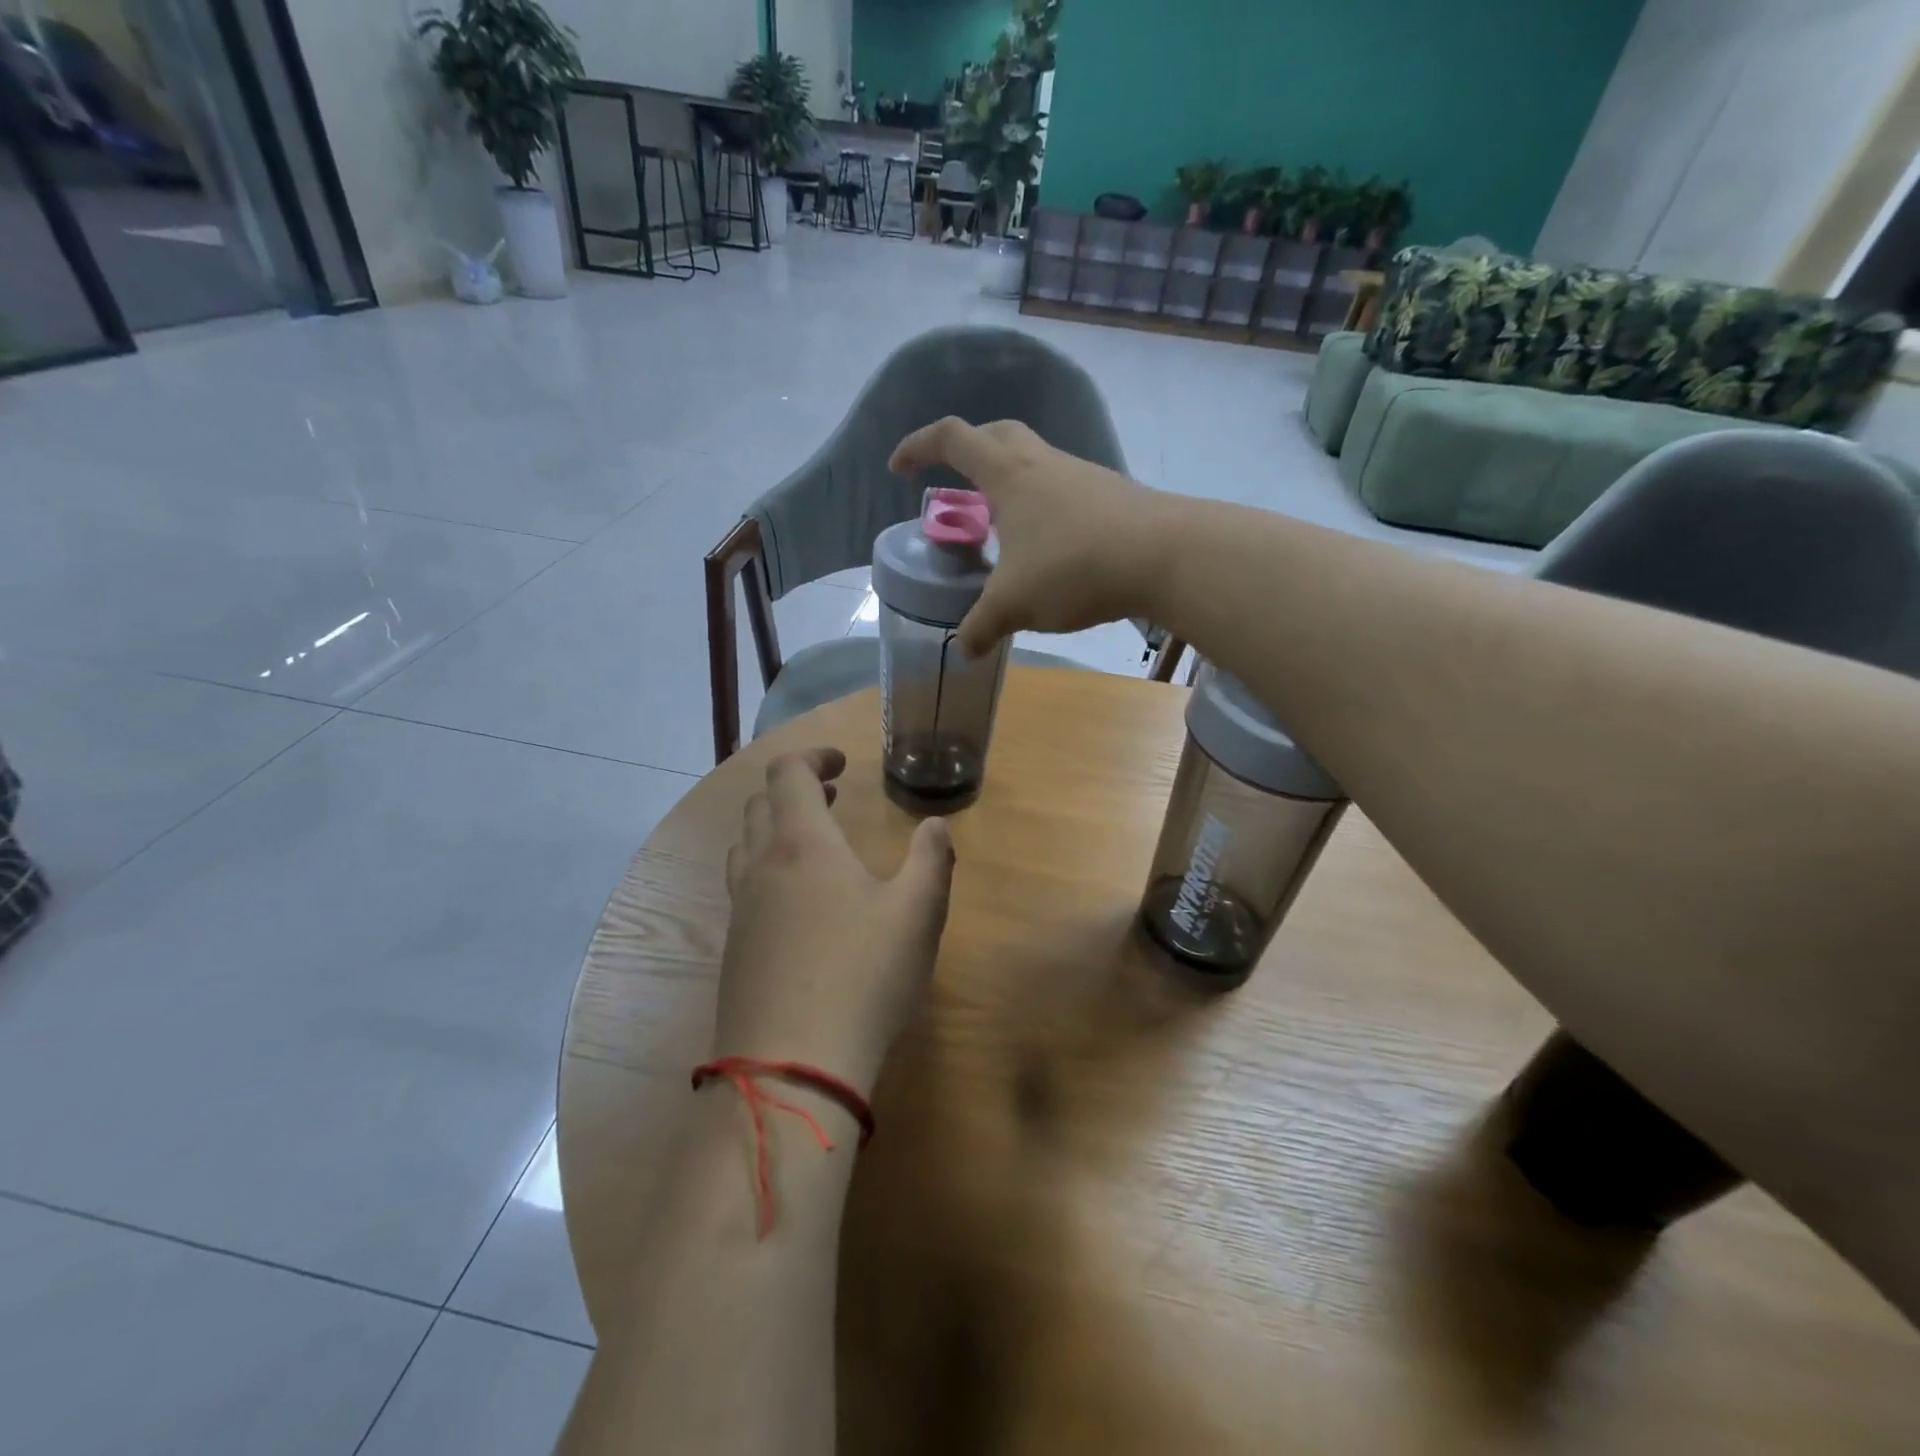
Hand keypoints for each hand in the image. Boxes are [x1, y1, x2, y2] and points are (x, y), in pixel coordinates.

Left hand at [715, 748, 955, 1096]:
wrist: (790, 1069)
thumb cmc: (863, 978)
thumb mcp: (918, 915)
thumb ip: (932, 861)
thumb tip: (936, 825)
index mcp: (802, 845)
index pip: (788, 773)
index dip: (813, 756)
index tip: (843, 763)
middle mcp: (761, 867)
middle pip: (760, 805)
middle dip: (795, 790)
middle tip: (832, 798)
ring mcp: (740, 910)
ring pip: (745, 846)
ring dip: (775, 829)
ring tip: (815, 845)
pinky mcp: (733, 950)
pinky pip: (743, 888)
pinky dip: (767, 871)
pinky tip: (800, 907)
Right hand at [889, 417, 1168, 656]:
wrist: (1165, 556)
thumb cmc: (1074, 567)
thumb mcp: (1014, 604)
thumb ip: (981, 627)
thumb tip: (962, 650)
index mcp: (1008, 475)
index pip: (951, 438)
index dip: (917, 445)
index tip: (899, 469)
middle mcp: (1042, 462)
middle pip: (995, 435)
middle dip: (966, 452)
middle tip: (954, 486)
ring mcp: (1080, 475)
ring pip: (1033, 461)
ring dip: (1008, 482)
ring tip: (1000, 527)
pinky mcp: (1109, 495)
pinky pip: (1062, 487)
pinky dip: (1041, 505)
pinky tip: (1047, 546)